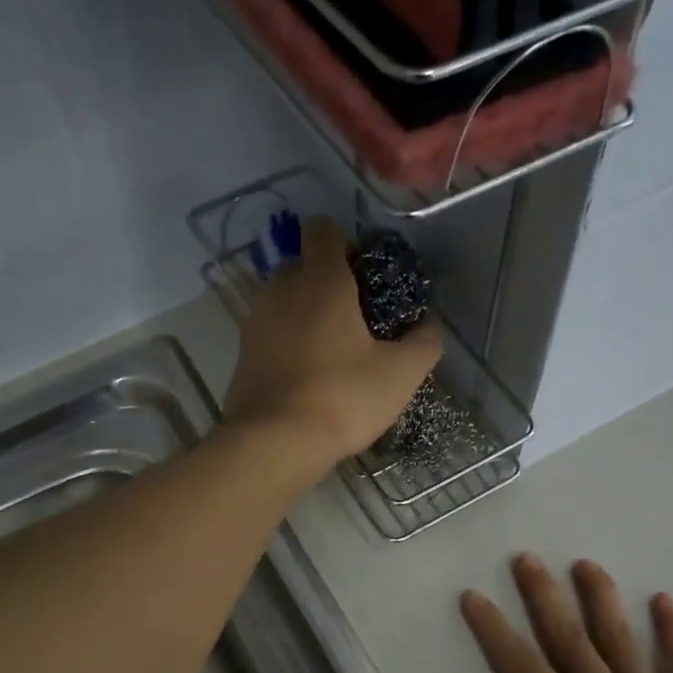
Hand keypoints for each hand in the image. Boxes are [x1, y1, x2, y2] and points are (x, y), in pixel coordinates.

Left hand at [223, 218, 441, 466]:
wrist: (273, 443)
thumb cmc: (342, 398)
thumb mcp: (400, 374)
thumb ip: (424, 343)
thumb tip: (431, 326)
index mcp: (321, 280)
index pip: (323, 230)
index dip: (345, 241)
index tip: (365, 271)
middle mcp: (281, 289)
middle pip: (302, 265)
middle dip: (327, 279)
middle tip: (357, 314)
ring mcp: (255, 322)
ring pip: (283, 299)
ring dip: (305, 311)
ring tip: (333, 347)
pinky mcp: (242, 354)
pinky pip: (270, 332)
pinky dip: (287, 340)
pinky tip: (308, 372)